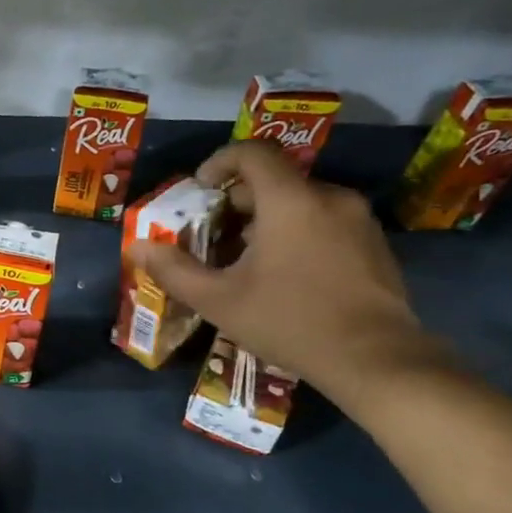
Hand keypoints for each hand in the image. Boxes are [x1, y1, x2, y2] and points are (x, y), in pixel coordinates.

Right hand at [137, 140, 439, 400]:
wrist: (375, 359)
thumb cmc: (290, 322)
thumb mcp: (219, 300)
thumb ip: (173, 270)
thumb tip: (135, 247)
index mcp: (290, 201)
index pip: (252, 153)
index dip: (219, 162)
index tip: (198, 189)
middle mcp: (329, 197)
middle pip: (275, 180)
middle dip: (236, 201)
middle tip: (211, 235)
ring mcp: (358, 219)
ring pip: (300, 202)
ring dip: (266, 219)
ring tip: (243, 259)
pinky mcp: (374, 243)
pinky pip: (325, 221)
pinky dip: (296, 232)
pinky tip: (283, 274)